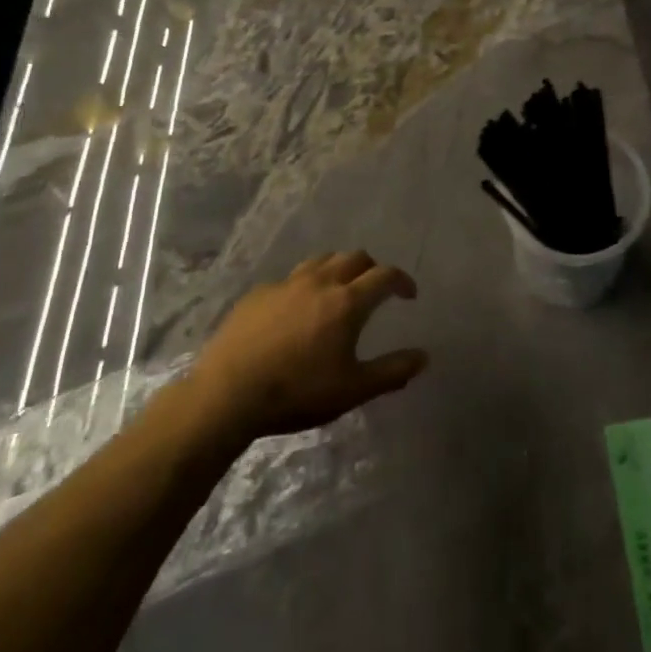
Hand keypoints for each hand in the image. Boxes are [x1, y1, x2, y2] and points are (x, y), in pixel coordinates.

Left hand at [190, 251, 428, 440]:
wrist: (227, 394)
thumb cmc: (297, 393)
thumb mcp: (352, 391)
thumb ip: (392, 372)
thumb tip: (423, 357)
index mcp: (347, 302)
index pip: (385, 276)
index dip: (402, 281)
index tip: (409, 294)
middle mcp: (321, 282)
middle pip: (355, 257)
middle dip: (372, 269)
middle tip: (375, 291)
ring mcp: (287, 284)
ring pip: (322, 260)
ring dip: (339, 269)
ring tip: (339, 291)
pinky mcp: (259, 293)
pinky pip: (291, 279)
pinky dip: (305, 286)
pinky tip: (296, 310)